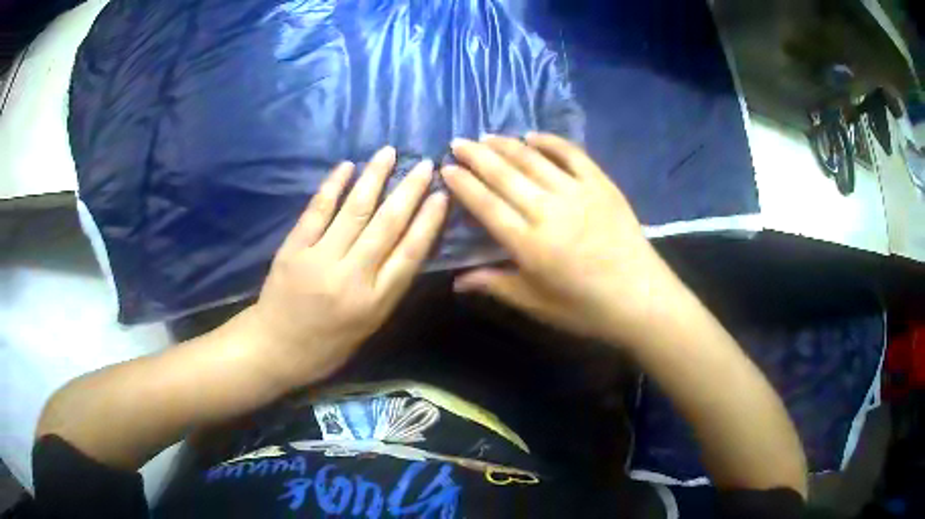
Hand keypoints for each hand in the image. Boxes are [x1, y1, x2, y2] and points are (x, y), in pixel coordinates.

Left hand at [243, 147, 447, 386]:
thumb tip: (406, 245)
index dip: (428, 220)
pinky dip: (334, 186)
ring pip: (355, 210)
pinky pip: (317, 211)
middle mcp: (352, 276)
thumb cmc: (327, 346)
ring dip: (374, 177)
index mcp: (375, 301)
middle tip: (425, 164)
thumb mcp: (369, 326)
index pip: (410, 253)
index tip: (442, 194)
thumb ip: (387, 287)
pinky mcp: (294, 248)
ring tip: (389, 153)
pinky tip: (348, 166)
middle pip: (387, 225)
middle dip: (409, 191)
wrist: (275, 349)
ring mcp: (320, 259)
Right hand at [441, 134, 681, 344]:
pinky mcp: (601, 185)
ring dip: (506, 145)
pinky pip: (572, 155)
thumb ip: (496, 285)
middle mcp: (549, 211)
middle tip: (458, 142)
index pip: (487, 206)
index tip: (447, 168)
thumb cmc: (586, 308)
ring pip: (533, 160)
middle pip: (505, 176)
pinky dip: (551, 142)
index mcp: (529, 244)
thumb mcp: (537, 304)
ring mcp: (578, 193)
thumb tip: (457, 281)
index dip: (464, 185)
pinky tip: (533, 135)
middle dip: (477, 156)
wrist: (641, 298)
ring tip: (486, 136)